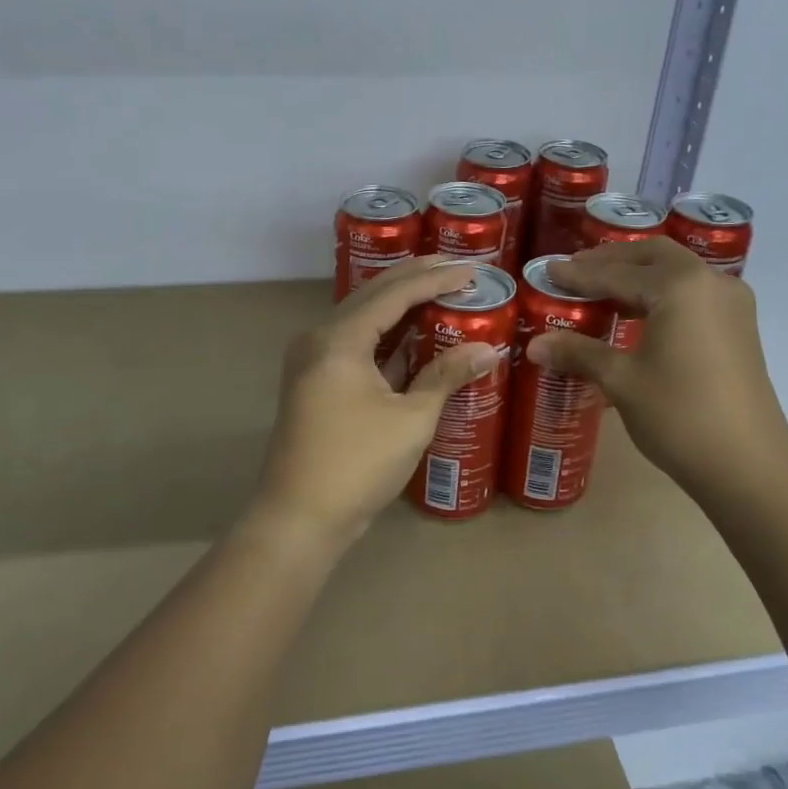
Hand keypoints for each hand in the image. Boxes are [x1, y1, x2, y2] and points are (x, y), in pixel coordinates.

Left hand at [251, 256, 500, 550]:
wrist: (299, 519)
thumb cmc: (357, 465)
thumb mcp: (411, 419)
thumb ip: (446, 376)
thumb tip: (488, 350)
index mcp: (339, 339)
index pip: (393, 294)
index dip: (434, 279)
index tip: (471, 271)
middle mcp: (319, 338)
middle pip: (372, 296)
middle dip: (414, 280)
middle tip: (455, 269)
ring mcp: (312, 361)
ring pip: (362, 319)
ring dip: (399, 306)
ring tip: (439, 292)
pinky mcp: (314, 383)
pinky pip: (354, 344)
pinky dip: (385, 337)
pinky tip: (413, 335)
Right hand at [527, 239, 787, 499]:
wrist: (747, 465)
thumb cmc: (678, 415)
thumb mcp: (621, 381)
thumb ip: (578, 353)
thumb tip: (534, 344)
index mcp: (679, 286)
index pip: (617, 272)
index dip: (578, 275)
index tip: (548, 272)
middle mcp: (710, 281)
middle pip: (652, 257)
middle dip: (611, 261)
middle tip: (575, 271)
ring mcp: (731, 303)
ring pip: (676, 271)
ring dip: (638, 274)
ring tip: (601, 289)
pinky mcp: (739, 326)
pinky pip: (692, 292)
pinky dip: (661, 292)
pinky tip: (638, 312)